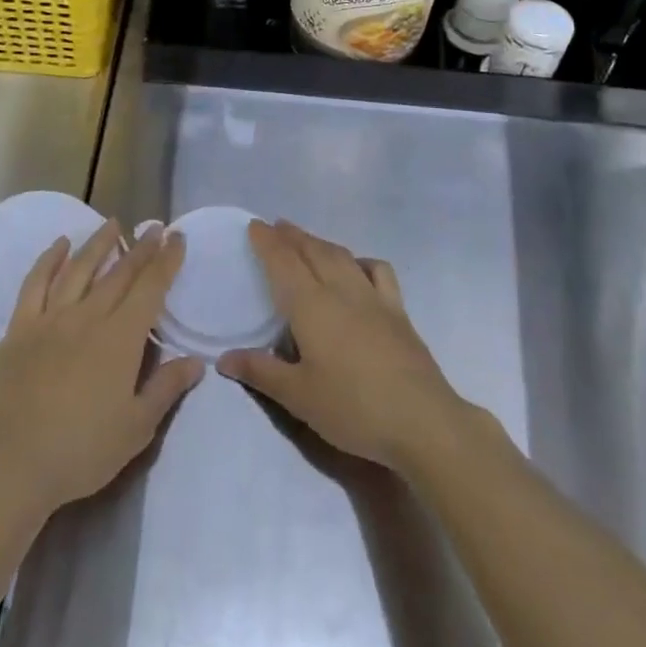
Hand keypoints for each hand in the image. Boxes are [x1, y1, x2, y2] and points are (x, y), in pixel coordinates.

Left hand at [0, 221, 204, 517]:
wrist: (11, 462)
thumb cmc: (81, 450)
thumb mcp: (136, 428)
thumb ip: (166, 388)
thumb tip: (196, 361)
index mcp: (121, 338)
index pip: (151, 288)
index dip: (166, 261)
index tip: (177, 238)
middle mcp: (89, 316)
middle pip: (119, 273)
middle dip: (140, 248)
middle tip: (154, 228)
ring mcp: (51, 318)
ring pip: (80, 268)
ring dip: (98, 243)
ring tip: (112, 223)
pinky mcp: (20, 328)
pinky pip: (36, 283)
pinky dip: (49, 260)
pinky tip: (59, 245)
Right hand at [217, 220, 467, 472]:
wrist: (422, 420)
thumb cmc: (353, 408)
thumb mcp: (299, 396)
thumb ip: (261, 372)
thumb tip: (224, 357)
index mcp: (311, 305)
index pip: (284, 262)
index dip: (268, 242)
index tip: (255, 225)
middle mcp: (341, 290)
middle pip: (313, 251)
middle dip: (292, 236)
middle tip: (276, 227)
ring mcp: (373, 297)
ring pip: (342, 256)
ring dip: (320, 242)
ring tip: (307, 240)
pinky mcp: (398, 311)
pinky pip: (378, 271)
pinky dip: (362, 261)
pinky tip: (357, 267)